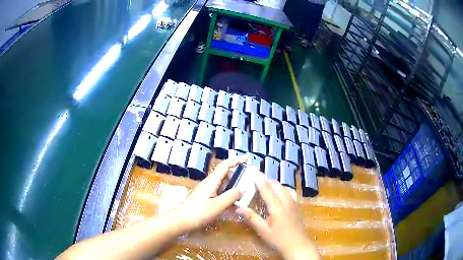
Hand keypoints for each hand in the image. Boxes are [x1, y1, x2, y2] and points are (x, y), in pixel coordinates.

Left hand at [174, 156, 247, 231]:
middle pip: (225, 174)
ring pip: (222, 185)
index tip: (248, 158)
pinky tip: (233, 205)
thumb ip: (231, 196)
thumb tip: (243, 188)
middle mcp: (209, 183)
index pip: (225, 165)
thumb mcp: (217, 205)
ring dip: (233, 187)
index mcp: (211, 181)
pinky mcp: (204, 198)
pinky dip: (227, 196)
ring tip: (245, 193)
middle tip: (249, 180)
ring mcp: (206, 191)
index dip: (237, 160)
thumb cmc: (198, 213)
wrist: (180, 221)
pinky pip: (219, 193)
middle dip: (237, 175)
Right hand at [237, 179, 319, 259]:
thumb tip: (238, 207)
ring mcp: (293, 204)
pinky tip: (279, 193)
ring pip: (284, 188)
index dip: (260, 180)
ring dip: (275, 183)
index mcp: (277, 207)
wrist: (298, 245)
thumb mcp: (263, 230)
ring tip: (266, 183)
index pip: (267, 190)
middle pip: (277, 186)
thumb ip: (251, 218)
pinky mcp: (296, 207)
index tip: (254, 172)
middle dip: (268, 180)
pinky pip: (289, 193)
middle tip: (258, 177)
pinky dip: (282, 189)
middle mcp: (286, 202)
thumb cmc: (279, 239)